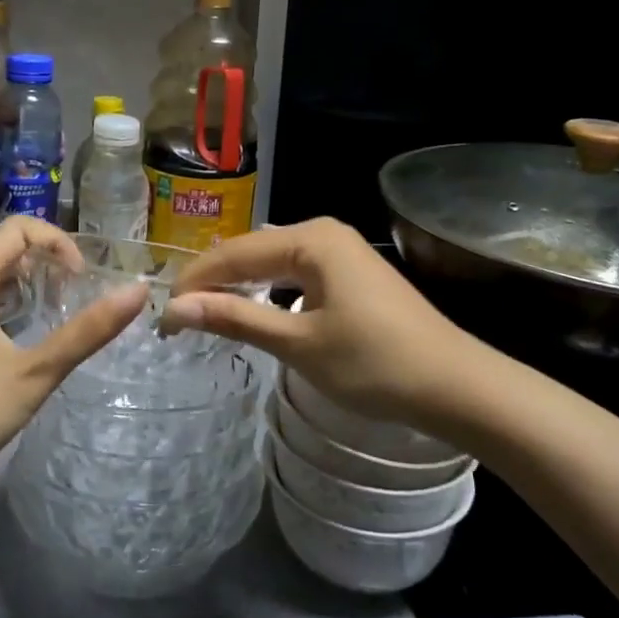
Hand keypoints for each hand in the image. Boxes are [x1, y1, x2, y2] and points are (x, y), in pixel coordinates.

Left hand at [0, 216, 147, 491]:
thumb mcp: (35, 373)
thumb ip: (87, 332)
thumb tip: (137, 291)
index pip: (16, 229)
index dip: (56, 240)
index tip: (81, 277)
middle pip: (4, 251)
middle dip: (47, 261)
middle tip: (78, 292)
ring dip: (30, 286)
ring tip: (59, 312)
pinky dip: (12, 310)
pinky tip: (26, 344)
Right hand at [161, 218, 475, 428]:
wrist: (455, 385)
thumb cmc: (374, 363)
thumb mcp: (298, 343)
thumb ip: (235, 318)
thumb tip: (174, 308)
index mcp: (310, 238)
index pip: (234, 253)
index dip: (195, 282)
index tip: (163, 315)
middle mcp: (323, 232)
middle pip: (252, 252)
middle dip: (214, 282)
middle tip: (179, 318)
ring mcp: (341, 251)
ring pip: (274, 262)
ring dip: (241, 286)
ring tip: (206, 314)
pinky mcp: (352, 273)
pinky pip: (296, 273)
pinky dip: (269, 291)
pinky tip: (255, 311)